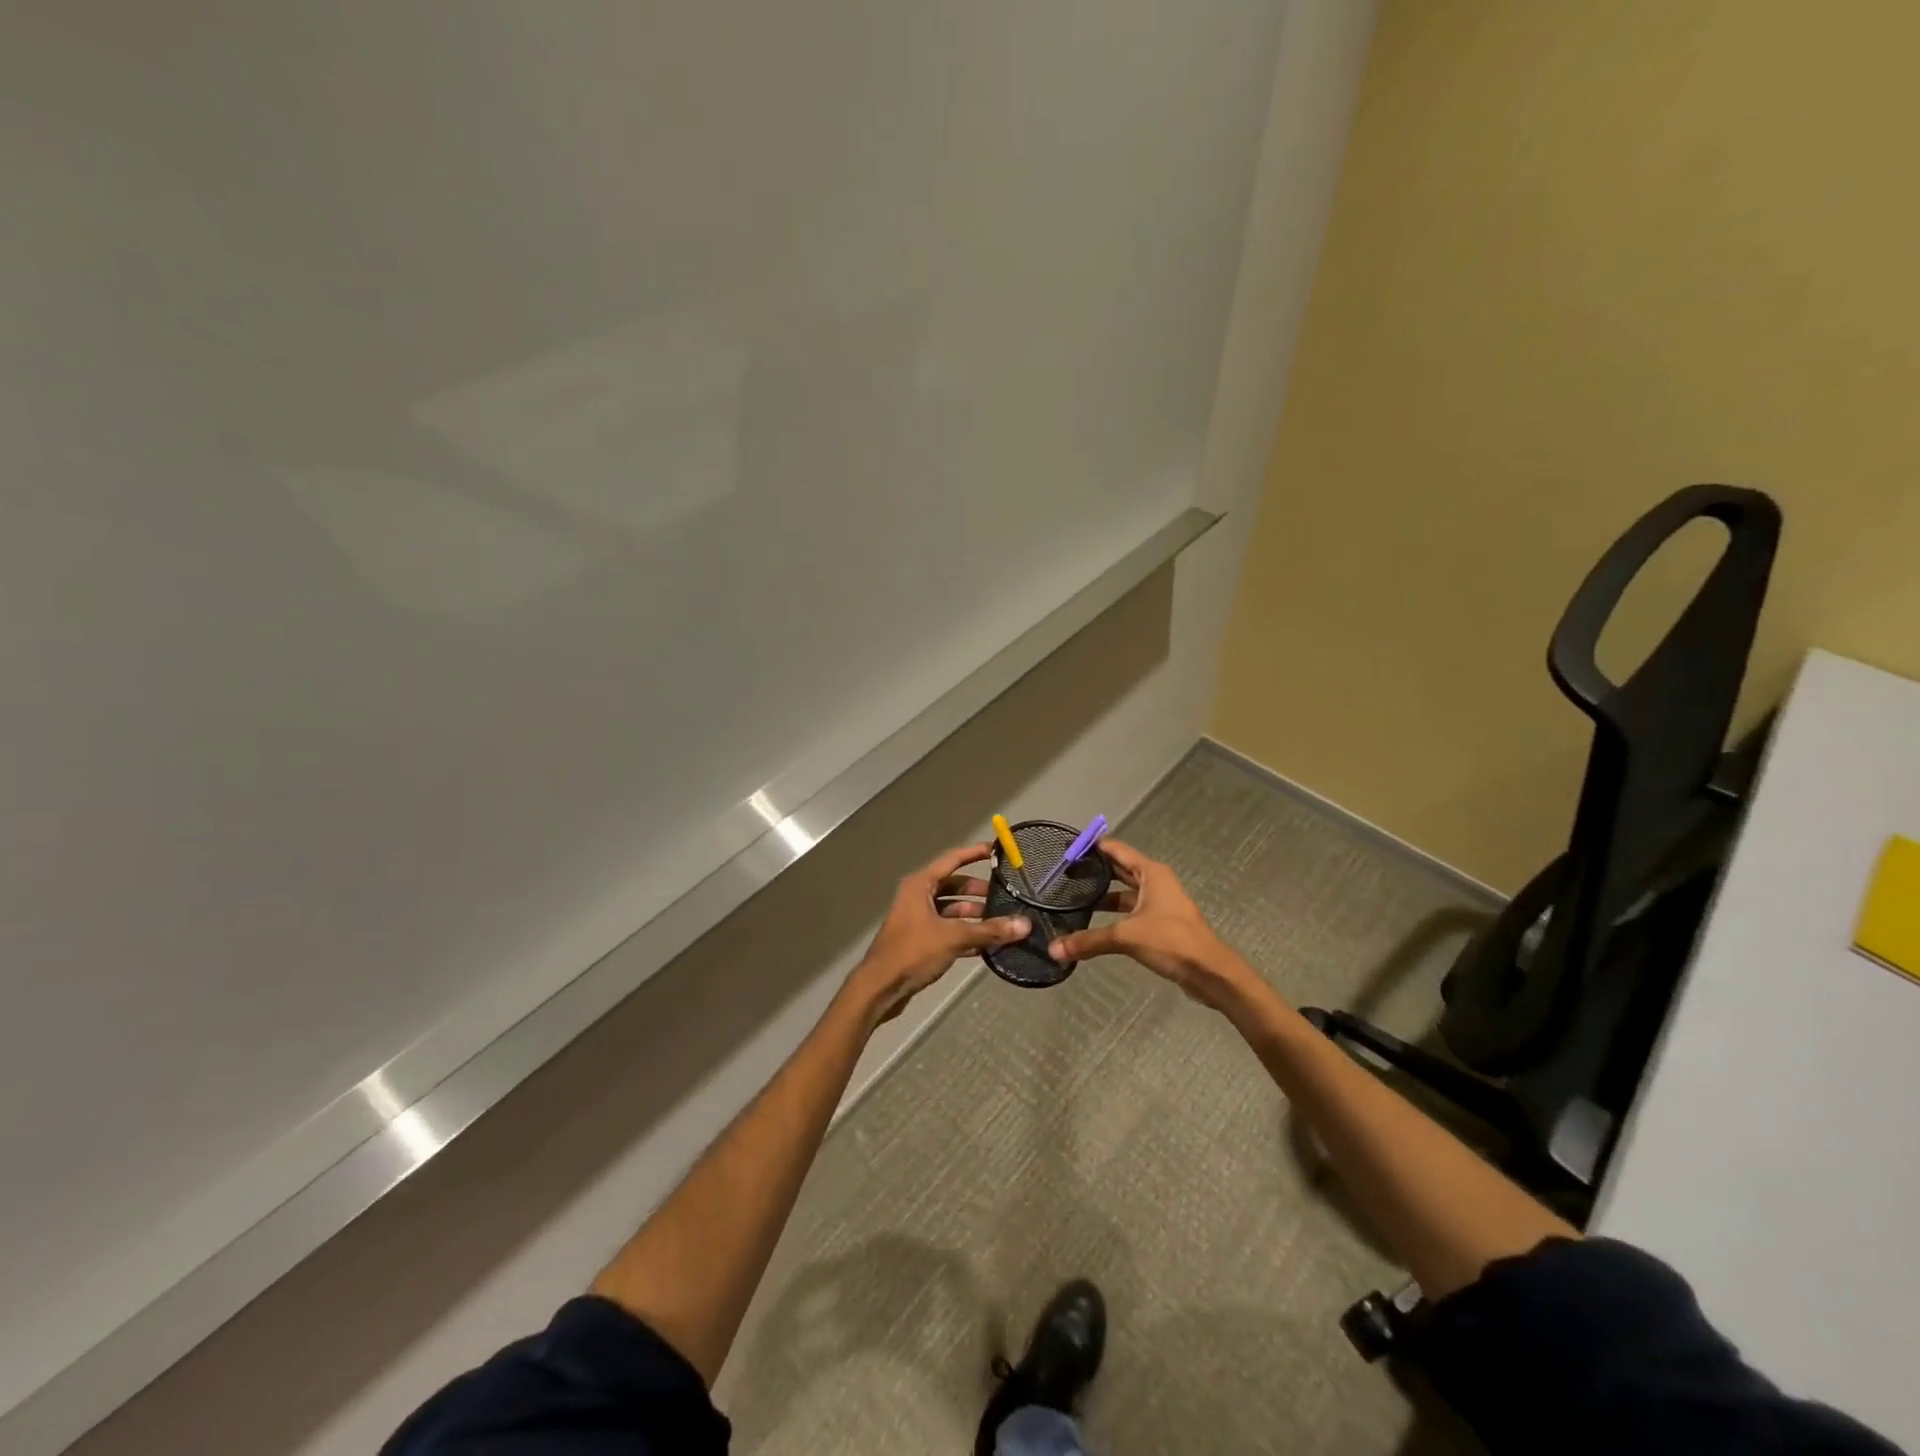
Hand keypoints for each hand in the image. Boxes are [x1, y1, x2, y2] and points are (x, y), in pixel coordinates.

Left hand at [847, 843, 1031, 1024]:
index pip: (952, 860)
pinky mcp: (921, 940)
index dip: (974, 853)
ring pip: (952, 910)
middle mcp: (918, 896)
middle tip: (1006, 895)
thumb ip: (989, 930)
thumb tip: (1024, 924)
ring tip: (1002, 922)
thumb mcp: (953, 937)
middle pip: (954, 886)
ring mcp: (919, 919)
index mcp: (920, 885)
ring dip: (975, 915)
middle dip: (979, 891)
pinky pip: (948, 929)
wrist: (880, 988)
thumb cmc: (913, 952)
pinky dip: (966, 934)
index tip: (996, 850)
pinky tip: (988, 943)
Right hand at [1046, 839, 1261, 1012]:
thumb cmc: (1171, 940)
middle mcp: (1155, 883)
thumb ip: (1089, 941)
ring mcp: (1159, 904)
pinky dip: (1113, 915)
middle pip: (1120, 870)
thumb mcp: (1126, 937)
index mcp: (1151, 873)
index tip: (1067, 846)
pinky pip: (1130, 912)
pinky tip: (1093, 923)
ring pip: (1125, 894)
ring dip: (1103, 896)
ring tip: (1073, 898)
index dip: (1093, 846)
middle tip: (1064, 872)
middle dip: (1095, 870)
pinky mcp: (1160, 924)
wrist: (1210, 972)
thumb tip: (1053, 949)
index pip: (1117, 850)